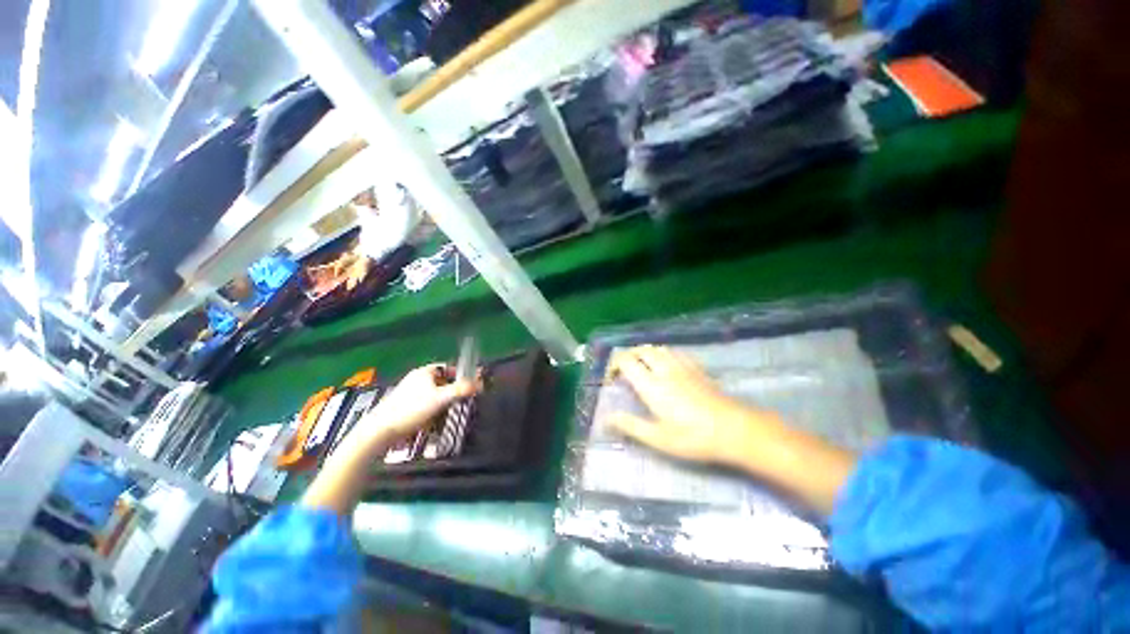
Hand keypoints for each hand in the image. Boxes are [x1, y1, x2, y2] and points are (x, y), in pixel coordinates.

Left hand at [347, 364, 478, 452]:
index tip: (471, 385)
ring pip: (435, 395)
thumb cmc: (411, 409)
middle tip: (462, 401)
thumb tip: (479, 384)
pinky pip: (426, 405)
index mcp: (425, 372)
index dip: (461, 375)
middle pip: (443, 382)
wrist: (380, 430)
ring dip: (444, 404)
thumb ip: (460, 390)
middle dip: (453, 392)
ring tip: (449, 414)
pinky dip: (433, 411)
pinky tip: (435, 422)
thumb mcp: (440, 398)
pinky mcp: (405, 406)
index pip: (449, 368)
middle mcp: (417, 379)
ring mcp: (410, 393)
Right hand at [608, 345, 784, 467]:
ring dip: (644, 354)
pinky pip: (675, 352)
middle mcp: (664, 369)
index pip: (626, 361)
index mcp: (651, 384)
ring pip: (657, 348)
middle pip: (640, 350)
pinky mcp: (696, 368)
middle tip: (624, 373)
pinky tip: (666, 366)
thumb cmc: (693, 437)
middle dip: (628, 357)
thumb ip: (630, 425)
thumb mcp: (658, 438)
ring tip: (642, 368)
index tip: (612, 381)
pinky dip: (663, 354)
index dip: (614, 365)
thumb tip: (606, 418)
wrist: (735, 430)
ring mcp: (682, 366)